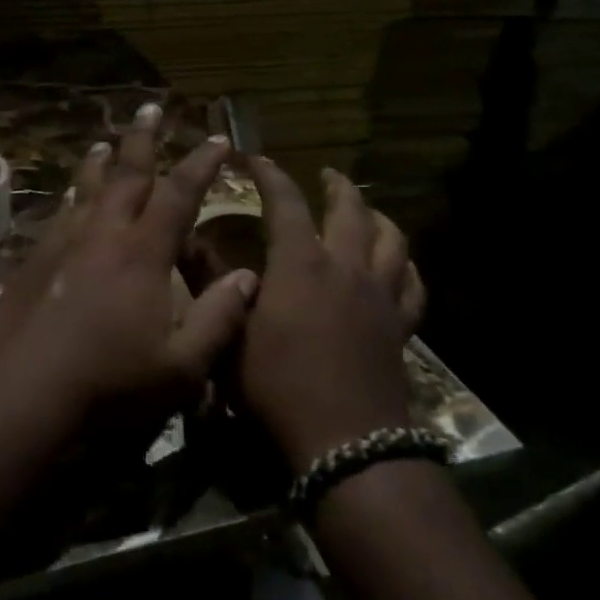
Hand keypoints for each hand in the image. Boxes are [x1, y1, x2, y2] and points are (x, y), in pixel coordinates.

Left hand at [0, 103, 258, 421]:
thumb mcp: (181, 366)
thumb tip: (249, 277)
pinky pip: (60, 213)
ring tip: (105, 142)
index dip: (201, 164)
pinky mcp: (34, 259)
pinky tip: (69, 197)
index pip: (179, 194)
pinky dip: (71, 195)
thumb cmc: (108, 383)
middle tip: (151, 107)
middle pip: (126, 174)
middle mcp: (103, 234)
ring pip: (86, 188)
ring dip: (100, 161)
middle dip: (143, 139)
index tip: (218, 139)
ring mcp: (63, 243)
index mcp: (143, 253)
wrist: (21, 391)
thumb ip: (218, 318)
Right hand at [240, 160, 425, 468]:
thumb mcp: (230, 335)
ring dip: (378, 217)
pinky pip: (412, 284)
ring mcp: (380, 296)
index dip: (271, 176)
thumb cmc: (276, 386)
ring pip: (392, 240)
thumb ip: (211, 286)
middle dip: (336, 187)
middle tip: (327, 175)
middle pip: (350, 211)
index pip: (286, 203)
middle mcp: (345, 267)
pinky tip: (400, 264)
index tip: (257, 159)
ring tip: (367, 210)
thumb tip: (187, 244)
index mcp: (300, 265)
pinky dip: (406, 266)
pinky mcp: (400, 326)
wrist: (344, 440)